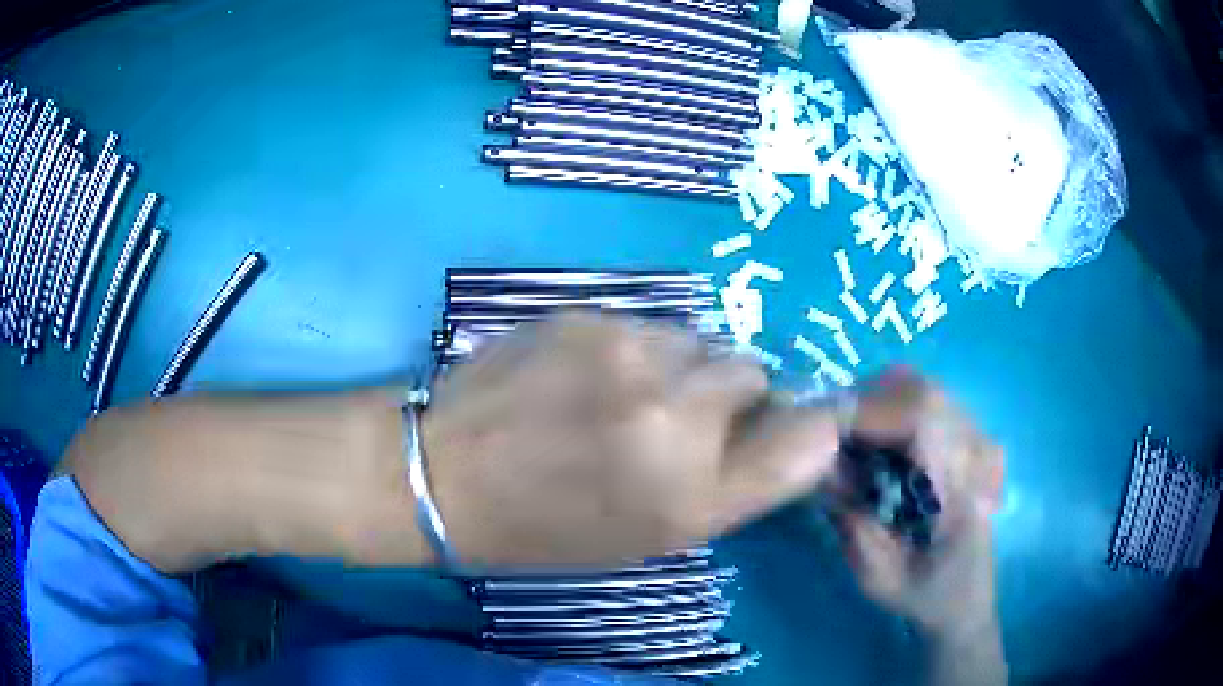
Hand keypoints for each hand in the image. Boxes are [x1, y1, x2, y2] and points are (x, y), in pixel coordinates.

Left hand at [419, 313, 839, 567]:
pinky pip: (649, 326)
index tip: (786, 427)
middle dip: (730, 396)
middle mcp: (674, 418)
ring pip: (700, 342)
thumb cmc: (547, 529)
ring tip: (625, 396)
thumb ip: (731, 485)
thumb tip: (792, 430)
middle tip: (679, 420)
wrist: (441, 475)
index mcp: (693, 498)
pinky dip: (637, 350)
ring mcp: (629, 354)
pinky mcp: (588, 315)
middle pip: (754, 372)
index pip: (809, 440)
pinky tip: (588, 375)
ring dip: (684, 368)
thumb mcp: (651, 536)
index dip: (809, 426)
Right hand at [835, 369, 1004, 637]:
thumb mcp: (879, 577)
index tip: (827, 429)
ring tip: (850, 433)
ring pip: (926, 389)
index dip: (871, 413)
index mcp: (962, 492)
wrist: (966, 598)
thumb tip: (822, 470)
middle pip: (923, 392)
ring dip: (881, 401)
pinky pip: (932, 402)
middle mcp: (977, 455)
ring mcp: (979, 442)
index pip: (923, 420)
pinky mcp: (973, 440)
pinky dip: (896, 407)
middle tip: (832, 430)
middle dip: (870, 402)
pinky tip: (878, 437)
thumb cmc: (923, 595)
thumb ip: (853, 525)